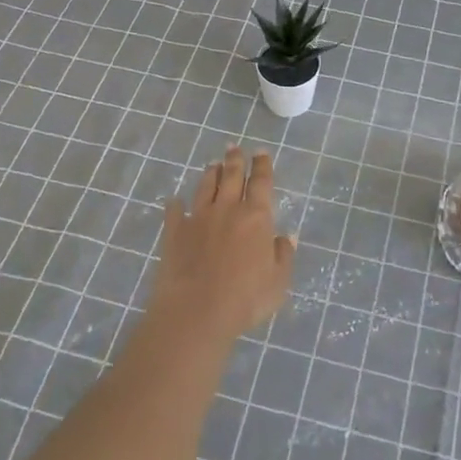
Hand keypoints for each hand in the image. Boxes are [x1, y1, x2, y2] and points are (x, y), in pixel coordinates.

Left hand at [146, 145, 295, 350]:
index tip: (261, 152)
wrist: (196, 311)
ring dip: (210, 173)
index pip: (261, 182)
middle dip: (235, 160)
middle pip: (232, 176)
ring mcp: (198, 218)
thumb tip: (287, 236)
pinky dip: (175, 204)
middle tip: (234, 147)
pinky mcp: (174, 232)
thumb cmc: (246, 299)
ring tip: (213, 164)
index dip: (262, 165)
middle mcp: (227, 209)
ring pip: (205, 187)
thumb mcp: (278, 281)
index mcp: (256, 216)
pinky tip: (174, 200)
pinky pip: (174, 211)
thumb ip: (284, 255)